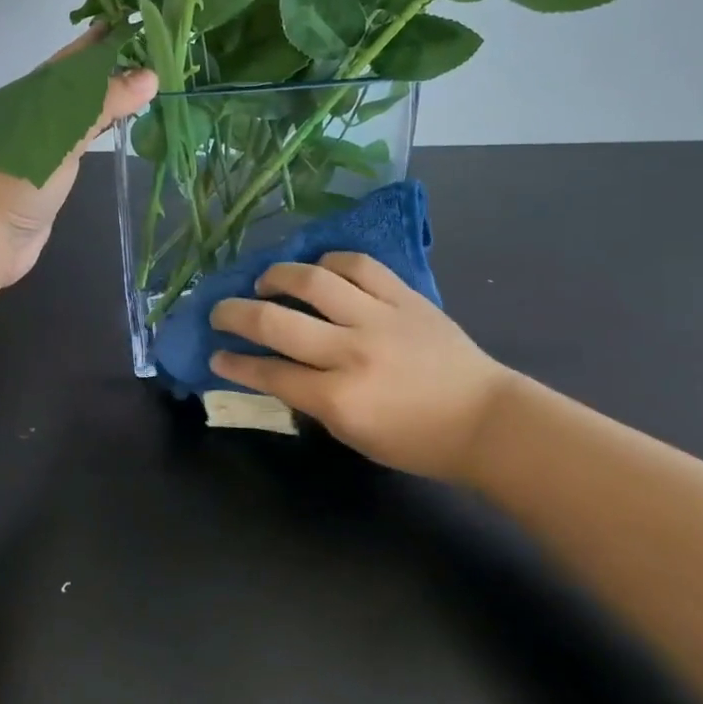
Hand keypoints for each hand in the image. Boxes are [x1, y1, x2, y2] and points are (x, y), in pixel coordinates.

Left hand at [0, 40, 157, 289]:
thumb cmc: (15, 179)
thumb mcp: (59, 134)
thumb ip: (101, 105)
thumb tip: (151, 76)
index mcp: (32, 94)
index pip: (76, 57)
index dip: (107, 39)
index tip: (145, 23)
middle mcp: (38, 112)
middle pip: (80, 81)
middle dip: (114, 65)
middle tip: (159, 52)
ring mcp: (44, 143)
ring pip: (82, 110)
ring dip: (111, 96)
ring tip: (149, 82)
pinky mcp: (52, 171)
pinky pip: (83, 139)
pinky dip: (104, 127)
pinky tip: (123, 125)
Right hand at [210, 254, 514, 481]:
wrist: (487, 421)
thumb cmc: (417, 442)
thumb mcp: (354, 435)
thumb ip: (312, 402)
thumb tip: (276, 371)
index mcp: (339, 399)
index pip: (270, 373)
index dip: (234, 364)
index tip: (215, 355)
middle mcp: (352, 352)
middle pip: (275, 322)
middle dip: (235, 314)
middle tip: (220, 312)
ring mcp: (379, 318)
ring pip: (311, 281)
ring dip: (276, 276)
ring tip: (264, 281)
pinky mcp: (404, 296)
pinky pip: (358, 265)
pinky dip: (329, 262)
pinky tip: (317, 269)